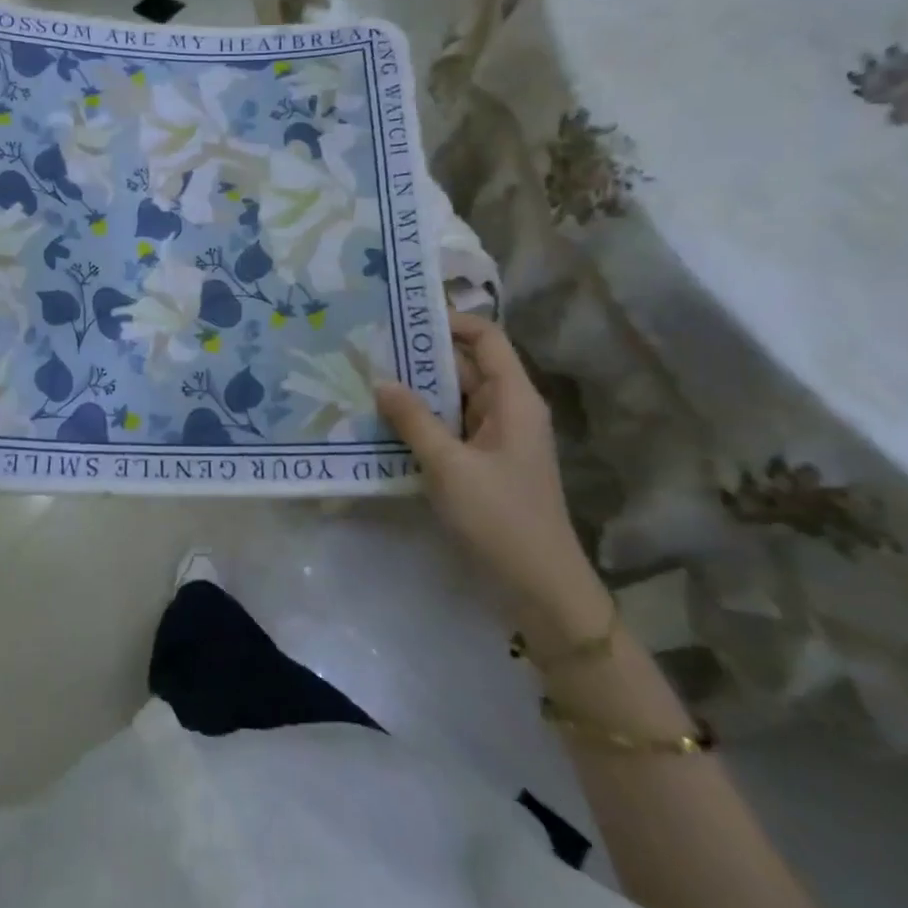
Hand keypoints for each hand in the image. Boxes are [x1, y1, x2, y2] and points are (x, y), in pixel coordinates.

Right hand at [375, 313, 606, 637]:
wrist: (540, 590)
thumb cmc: (501, 518)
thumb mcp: (450, 466)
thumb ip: (413, 420)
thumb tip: (381, 380)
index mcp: (514, 399)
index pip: (486, 338)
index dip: (450, 321)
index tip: (402, 317)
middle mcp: (507, 410)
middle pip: (465, 366)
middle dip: (420, 356)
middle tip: (369, 347)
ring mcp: (495, 439)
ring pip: (453, 399)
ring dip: (416, 391)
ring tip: (366, 379)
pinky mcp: (482, 464)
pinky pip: (449, 428)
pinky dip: (421, 422)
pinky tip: (383, 423)